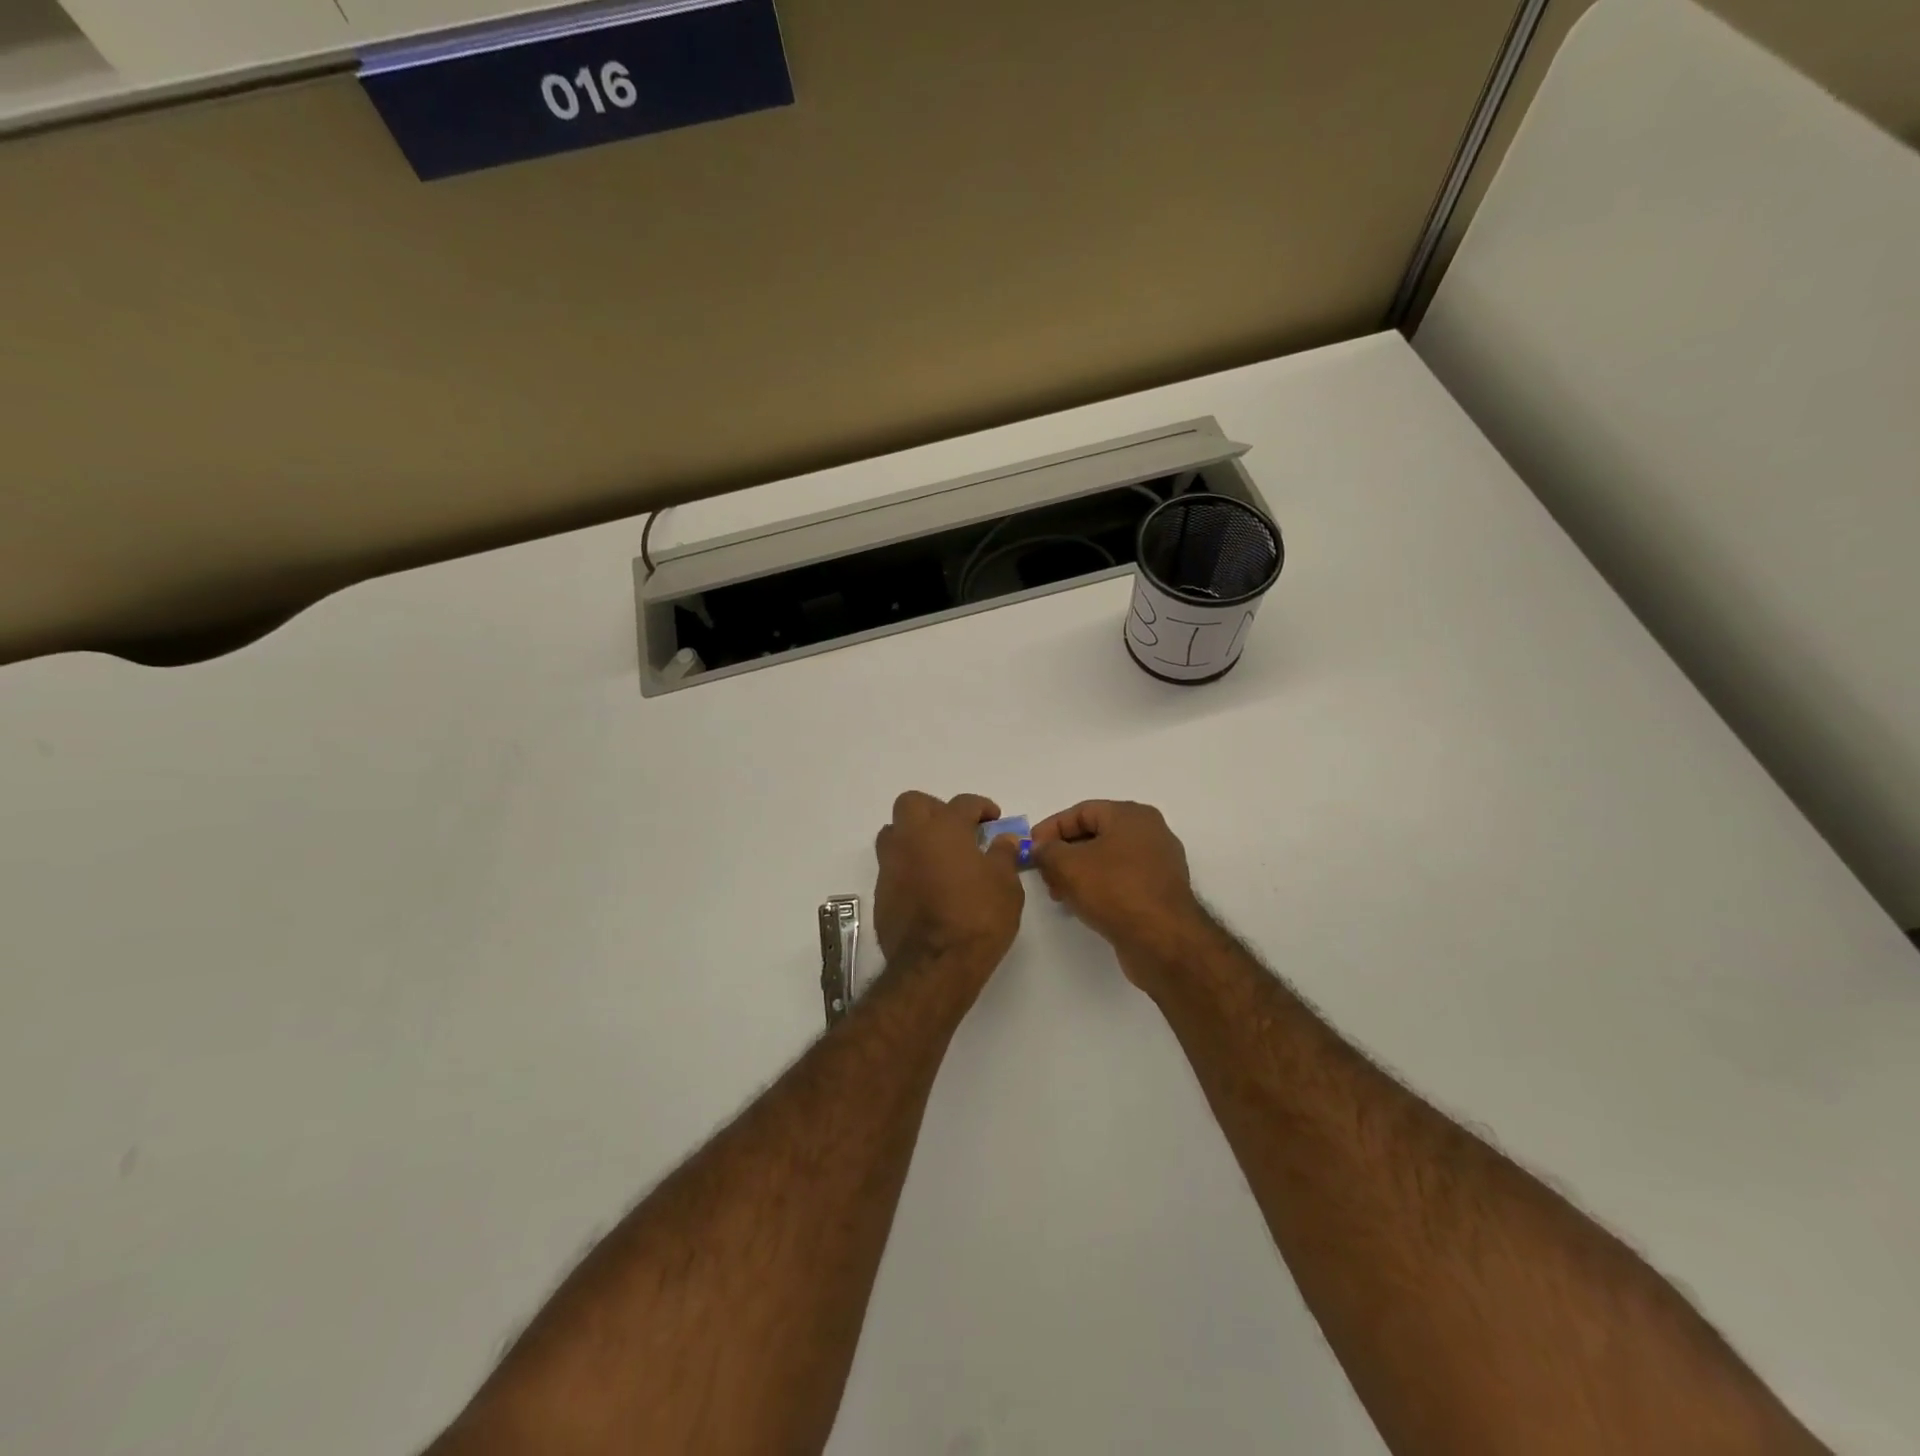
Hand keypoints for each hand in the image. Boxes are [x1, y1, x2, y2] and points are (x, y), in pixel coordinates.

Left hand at [873, 792, 1025, 982]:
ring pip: (893, 832)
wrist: (935, 964)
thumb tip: (1003, 840)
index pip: (963, 803)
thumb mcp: (1006, 886)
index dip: (981, 807)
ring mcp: (891, 865)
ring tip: (937, 855)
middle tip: (956, 829)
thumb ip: (1003, 856)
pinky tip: (926, 885)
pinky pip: (891, 865)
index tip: (993, 819)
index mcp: (945, 828)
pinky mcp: (881, 891)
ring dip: (913, 835)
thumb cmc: (978, 918)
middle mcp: (912, 838)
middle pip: (913, 803)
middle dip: (935, 809)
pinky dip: (907, 866)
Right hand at [1029, 800, 1208, 990]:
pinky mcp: (1160, 891)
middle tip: (1043, 874)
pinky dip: (1098, 887)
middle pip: (1095, 835)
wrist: (1163, 940)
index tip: (1029, 849)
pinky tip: (1082, 905)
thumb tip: (1041, 849)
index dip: (1050, 828)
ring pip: (1107, 859)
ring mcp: (1158, 863)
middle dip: (1063, 853)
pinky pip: (1121, 880)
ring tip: (1059, 894)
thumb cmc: (1115, 890)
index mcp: (1131, 815)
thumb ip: (1047, 851)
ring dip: (1078, 873)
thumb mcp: (1068, 865)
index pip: (1081, 812)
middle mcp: (1150, 832)